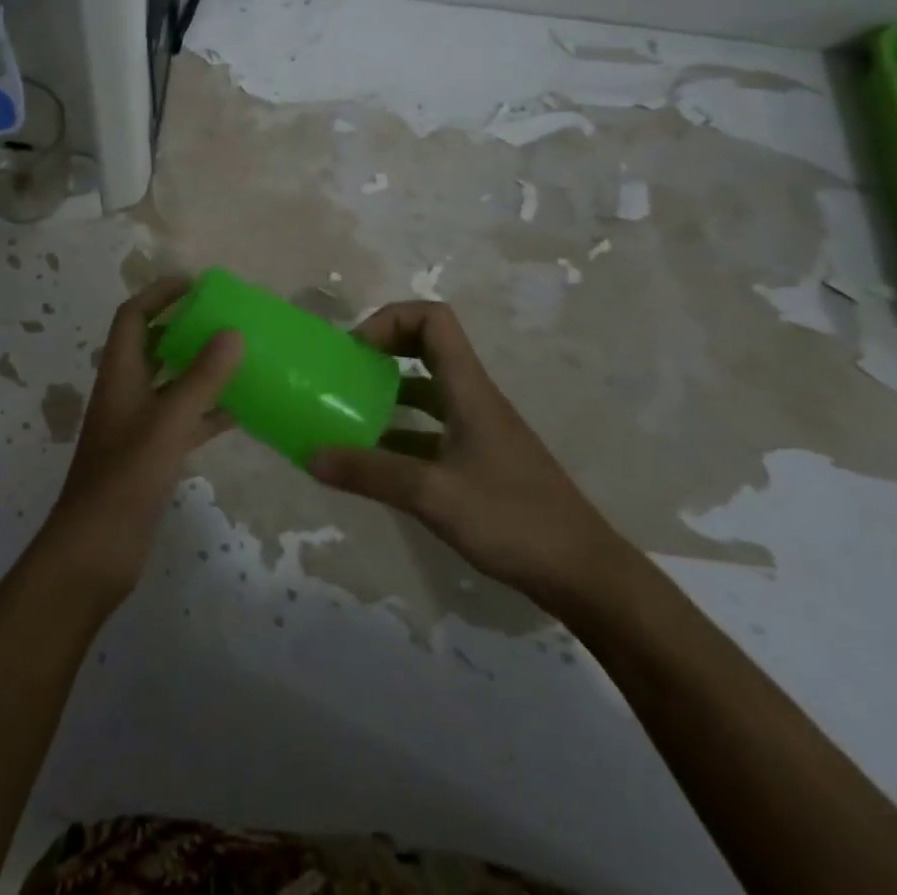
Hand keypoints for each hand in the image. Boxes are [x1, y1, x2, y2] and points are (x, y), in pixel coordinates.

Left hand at [35, 278, 243, 606]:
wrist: (97, 548)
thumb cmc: (126, 477)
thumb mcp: (168, 422)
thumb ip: (202, 378)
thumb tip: (232, 331)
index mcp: (119, 373)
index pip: (133, 316)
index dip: (159, 294)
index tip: (196, 284)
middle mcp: (126, 391)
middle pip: (152, 344)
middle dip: (184, 326)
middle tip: (226, 317)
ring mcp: (138, 424)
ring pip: (171, 382)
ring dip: (200, 368)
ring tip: (241, 356)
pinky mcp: (152, 454)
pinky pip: (184, 419)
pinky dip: (208, 411)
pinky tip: (242, 410)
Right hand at [309, 300, 629, 610]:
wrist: (586, 577)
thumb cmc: (513, 521)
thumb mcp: (432, 495)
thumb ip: (369, 473)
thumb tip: (310, 456)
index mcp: (469, 390)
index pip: (433, 320)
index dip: (390, 321)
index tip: (356, 352)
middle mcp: (473, 400)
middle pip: (427, 348)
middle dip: (383, 351)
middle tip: (345, 375)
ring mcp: (478, 432)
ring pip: (427, 392)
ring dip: (387, 395)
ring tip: (347, 416)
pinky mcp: (479, 463)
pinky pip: (430, 432)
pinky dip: (399, 435)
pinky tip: (373, 463)